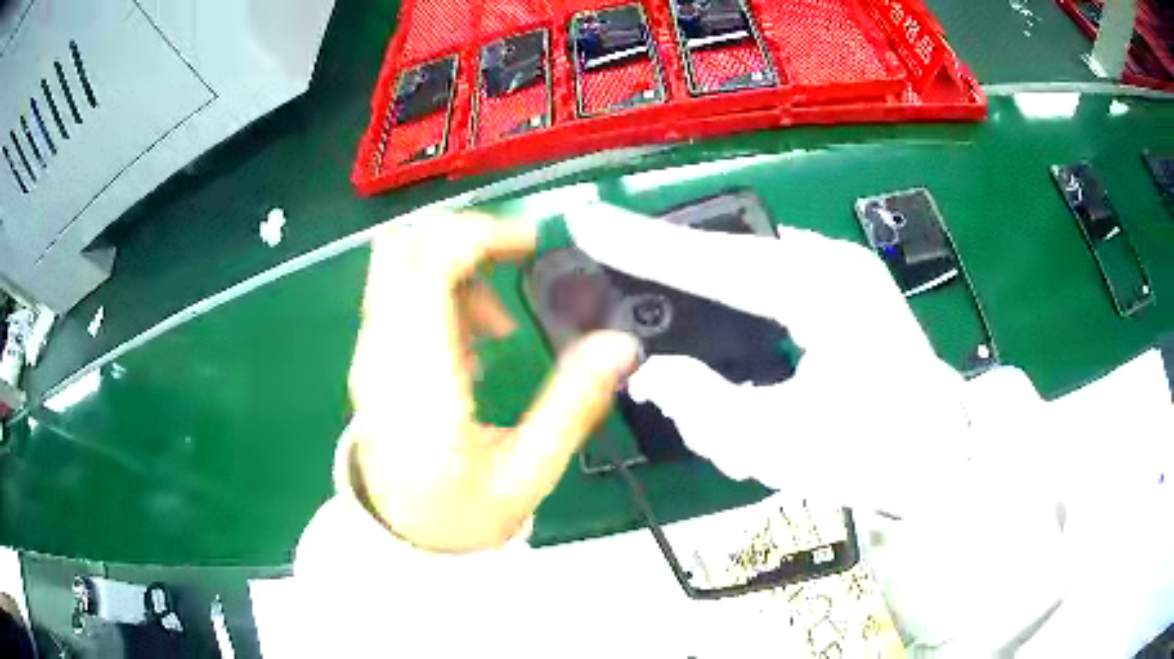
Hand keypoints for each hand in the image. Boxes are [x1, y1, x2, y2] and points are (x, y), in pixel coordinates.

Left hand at [348, 214, 638, 552]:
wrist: (403, 538)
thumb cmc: (463, 514)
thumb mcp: (529, 473)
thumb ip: (573, 406)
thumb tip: (620, 345)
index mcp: (418, 380)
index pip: (428, 268)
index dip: (481, 235)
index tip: (533, 244)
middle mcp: (381, 352)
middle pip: (405, 246)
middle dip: (466, 236)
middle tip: (518, 262)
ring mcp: (369, 352)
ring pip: (398, 262)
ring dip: (452, 266)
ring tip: (498, 325)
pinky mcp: (371, 357)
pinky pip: (397, 293)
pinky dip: (437, 291)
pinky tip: (472, 344)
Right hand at [567, 210, 970, 510]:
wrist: (939, 452)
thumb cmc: (873, 454)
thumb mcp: (786, 447)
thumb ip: (708, 410)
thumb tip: (653, 375)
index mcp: (827, 292)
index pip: (719, 260)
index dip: (645, 245)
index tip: (587, 223)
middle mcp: (832, 264)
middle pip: (730, 255)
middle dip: (676, 275)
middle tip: (628, 290)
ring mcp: (840, 271)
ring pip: (750, 268)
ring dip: (710, 297)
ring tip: (680, 334)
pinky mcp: (841, 287)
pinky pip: (771, 283)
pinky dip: (739, 307)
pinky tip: (730, 334)